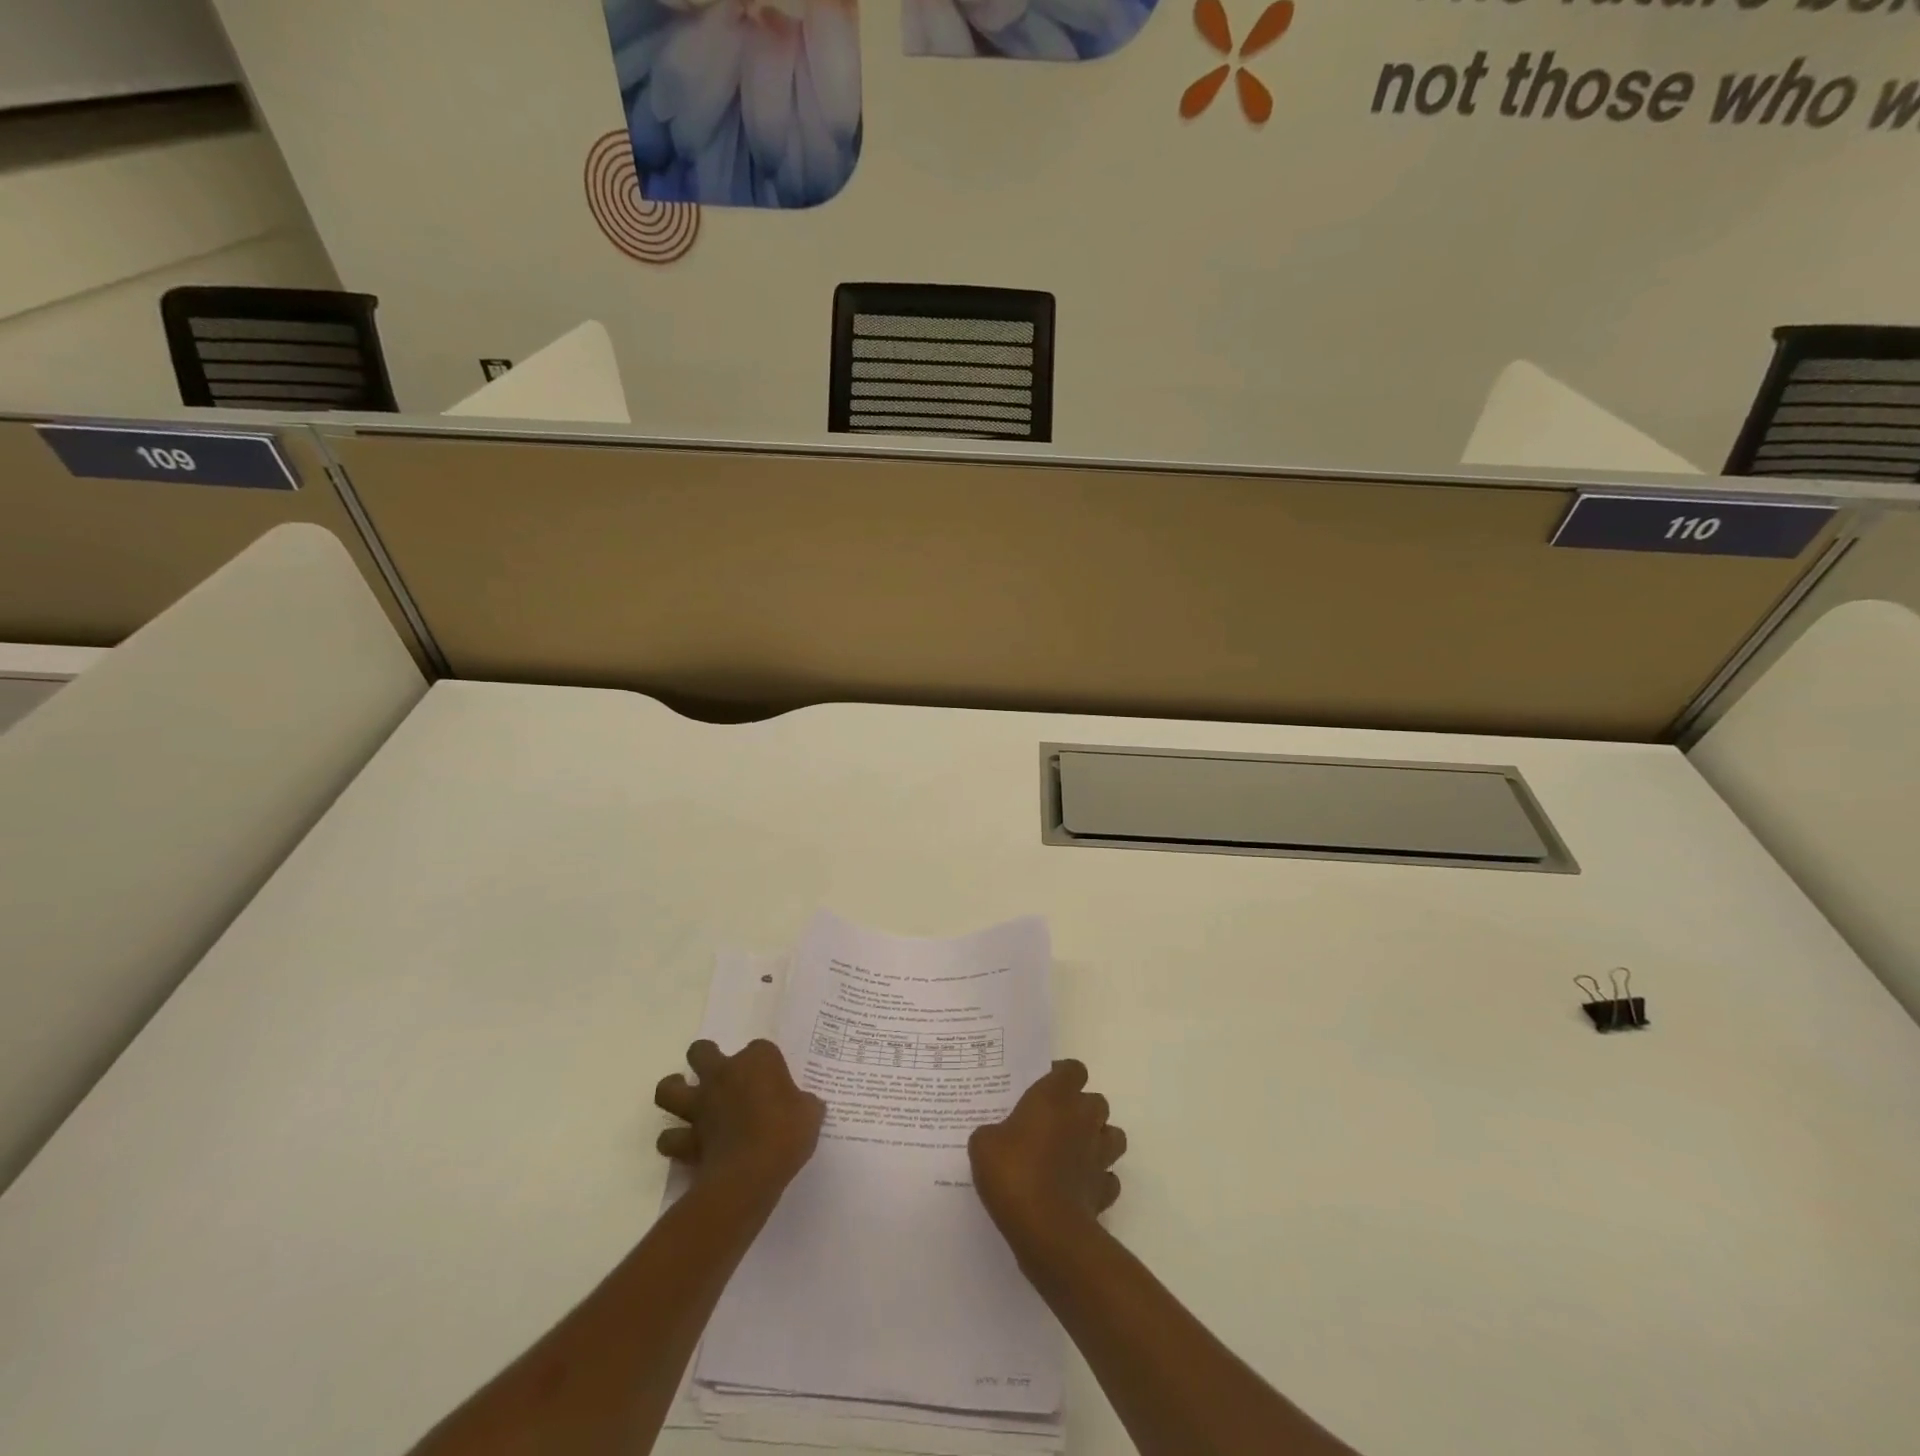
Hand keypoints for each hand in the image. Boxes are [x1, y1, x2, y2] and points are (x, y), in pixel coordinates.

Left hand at [654, 1040, 825, 1199]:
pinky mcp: (687, 1140)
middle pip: (701, 1051)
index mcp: (758, 1061)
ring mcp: (701, 1105)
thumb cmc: (787, 1133)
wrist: (751, 1173)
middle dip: (706, 1058)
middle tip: (719, 1075)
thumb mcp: (810, 1114)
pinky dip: (674, 1140)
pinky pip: (670, 1138)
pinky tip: (686, 1144)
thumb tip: (805, 1106)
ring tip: (686, 1100)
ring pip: (668, 1089)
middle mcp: (724, 1075)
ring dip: (675, 1091)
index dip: (766, 1063)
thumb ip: (804, 1104)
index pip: (760, 1048)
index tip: (774, 1080)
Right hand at [969, 1060, 1125, 1258]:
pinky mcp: (1105, 1190)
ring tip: (1073, 1152)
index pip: (1073, 1069)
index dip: (1061, 1076)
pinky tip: (1078, 1187)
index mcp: (1055, 1096)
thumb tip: (997, 1136)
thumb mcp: (983, 1144)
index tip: (1043, 1088)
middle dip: (1081, 1109)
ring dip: (1097, 1140)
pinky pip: (1109, 1178)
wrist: (1045, 1228)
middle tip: (1054, 1123)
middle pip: (1096, 1101)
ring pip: (1112, 1136)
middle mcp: (1083, 1118)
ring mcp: (1099, 1154)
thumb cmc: (1013, 1172)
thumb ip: (993, 1132)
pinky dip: (1098, 1180)